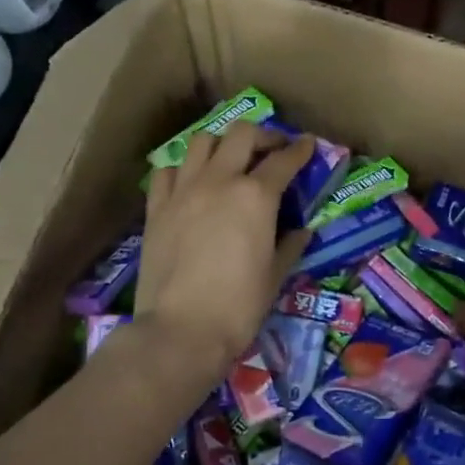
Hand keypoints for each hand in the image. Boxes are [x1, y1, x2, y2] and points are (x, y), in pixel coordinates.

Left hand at [134, 122, 311, 380]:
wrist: (181, 330)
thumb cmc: (239, 306)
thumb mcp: (275, 276)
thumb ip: (290, 245)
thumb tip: (301, 230)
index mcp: (256, 196)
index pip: (284, 160)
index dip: (300, 149)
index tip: (308, 145)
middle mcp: (219, 180)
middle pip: (242, 134)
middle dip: (263, 135)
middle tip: (272, 149)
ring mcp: (183, 191)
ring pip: (201, 142)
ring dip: (222, 144)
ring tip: (230, 160)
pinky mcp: (156, 208)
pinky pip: (168, 171)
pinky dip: (183, 169)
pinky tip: (191, 184)